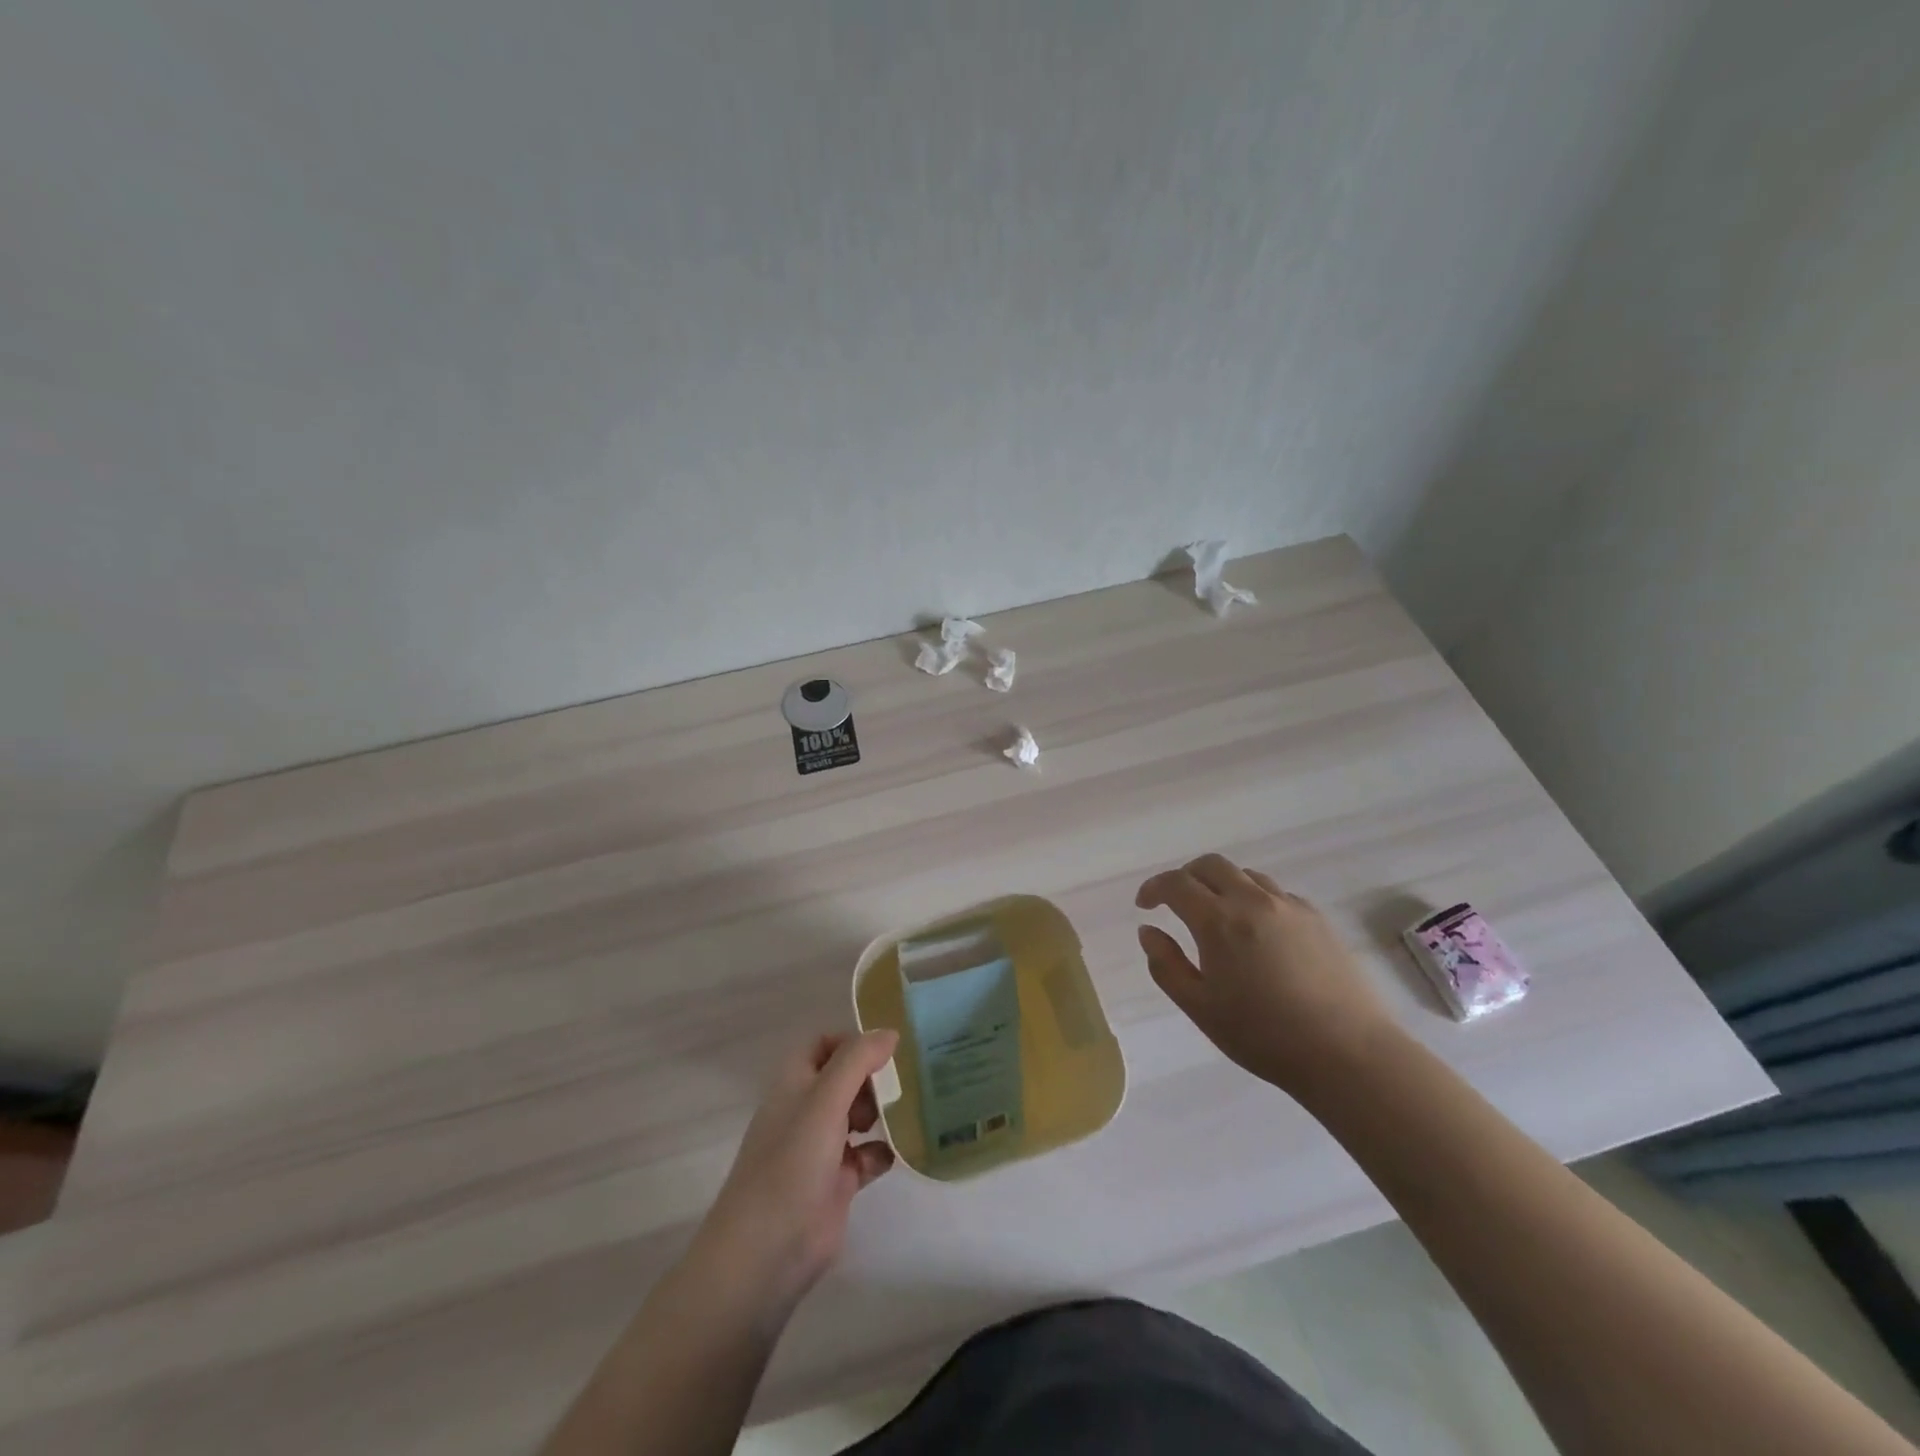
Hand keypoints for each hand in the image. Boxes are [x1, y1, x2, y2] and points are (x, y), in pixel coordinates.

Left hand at [694, 1030, 898, 1316]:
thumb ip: (858, 1060)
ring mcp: (821, 1148)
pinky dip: (884, 1151)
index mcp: (794, 1084)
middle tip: (903, 1083)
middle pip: (844, 1078)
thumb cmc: (792, 1162)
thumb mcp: (825, 1100)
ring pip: (857, 1115)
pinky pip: (867, 1156)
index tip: (885, 1050)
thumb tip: (890, 1033)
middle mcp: (806, 1110)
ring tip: (909, 1111)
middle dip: (872, 1076)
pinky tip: (903, 1151)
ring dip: (882, 1111)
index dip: (851, 1042)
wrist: (767, 1251)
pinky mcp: (837, 1183)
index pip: (822, 1044)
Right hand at [1136, 854, 1396, 1098]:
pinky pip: (1276, 893)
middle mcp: (1252, 901)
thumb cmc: (1263, 1035)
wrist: (1346, 1053)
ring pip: (1245, 875)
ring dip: (1221, 885)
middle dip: (1186, 877)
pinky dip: (1255, 900)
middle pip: (1211, 865)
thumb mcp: (1200, 1007)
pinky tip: (1259, 933)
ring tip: (1218, 916)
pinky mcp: (1317, 918)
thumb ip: (1166, 965)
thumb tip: (1148, 931)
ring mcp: (1289, 906)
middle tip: (1176, 902)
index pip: (1176, 883)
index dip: (1154, 888)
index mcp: (1218, 921)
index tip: (1144, 905)